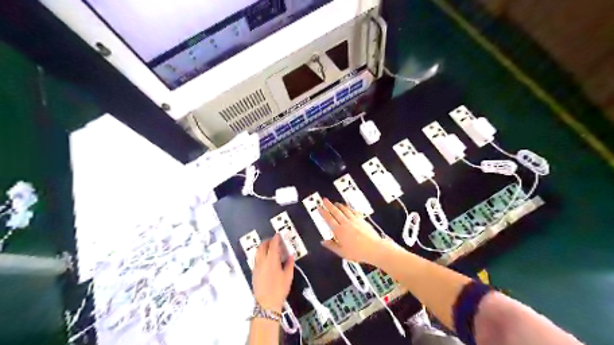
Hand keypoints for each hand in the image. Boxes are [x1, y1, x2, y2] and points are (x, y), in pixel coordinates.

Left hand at [251, 234, 294, 310]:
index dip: (275, 239)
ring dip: (262, 247)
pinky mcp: (254, 272)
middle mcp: (262, 262)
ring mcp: (257, 267)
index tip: (277, 235)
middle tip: (273, 240)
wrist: (266, 304)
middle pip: (262, 246)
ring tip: (268, 247)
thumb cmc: (279, 290)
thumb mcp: (288, 277)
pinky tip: (264, 257)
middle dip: (267, 241)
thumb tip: (290, 256)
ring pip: (257, 252)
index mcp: (272, 261)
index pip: (273, 246)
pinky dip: (260, 254)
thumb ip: (289, 264)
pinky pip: (256, 258)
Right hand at [317, 199, 393, 263]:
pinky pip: (354, 211)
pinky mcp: (362, 220)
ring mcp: (354, 220)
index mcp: (339, 231)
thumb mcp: (342, 252)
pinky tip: (349, 207)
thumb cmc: (358, 252)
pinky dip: (350, 208)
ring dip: (339, 205)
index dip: (323, 212)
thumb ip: (331, 246)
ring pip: (345, 210)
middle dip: (329, 205)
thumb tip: (323, 242)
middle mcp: (346, 223)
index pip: (329, 219)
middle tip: (325, 200)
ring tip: (335, 203)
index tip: (319, 208)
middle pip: (336, 211)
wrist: (374, 248)